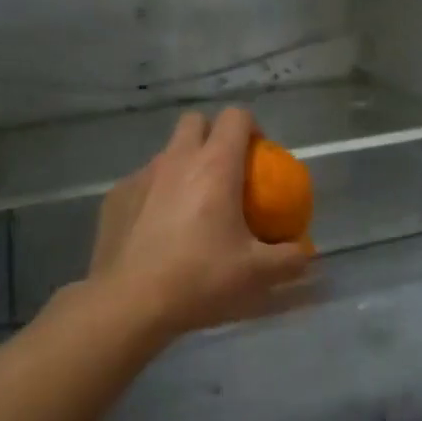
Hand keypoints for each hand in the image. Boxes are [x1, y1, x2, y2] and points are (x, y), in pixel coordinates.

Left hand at [87, 107, 310, 338]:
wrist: (130, 303)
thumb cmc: (200, 278)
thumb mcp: (258, 274)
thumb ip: (290, 259)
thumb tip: (305, 252)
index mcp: (215, 167)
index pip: (235, 118)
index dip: (251, 127)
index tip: (259, 154)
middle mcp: (176, 160)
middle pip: (195, 122)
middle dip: (213, 135)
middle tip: (226, 172)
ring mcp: (141, 176)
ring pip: (166, 153)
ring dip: (183, 165)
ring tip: (192, 205)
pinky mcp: (116, 197)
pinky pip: (142, 182)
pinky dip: (156, 194)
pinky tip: (158, 229)